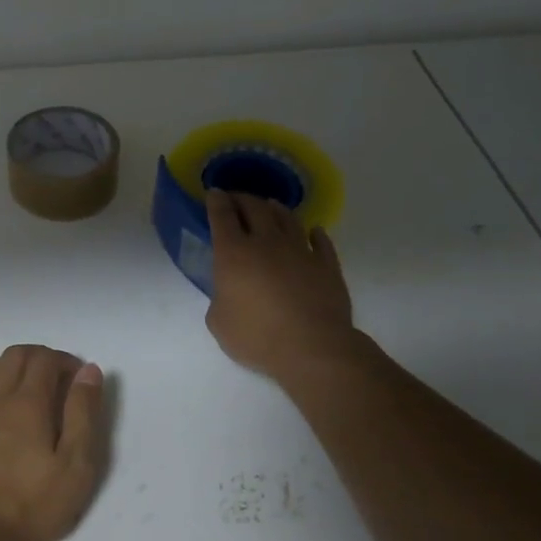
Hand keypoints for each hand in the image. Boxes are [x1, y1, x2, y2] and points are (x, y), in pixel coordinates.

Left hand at [0, 345, 103, 540]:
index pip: (45, 359)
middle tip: (57, 380)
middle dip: (40, 358)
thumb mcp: (76, 464)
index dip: (65, 361)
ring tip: (26, 390)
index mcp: (27, 403)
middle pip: (15, 355)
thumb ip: (83, 412)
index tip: (78, 380)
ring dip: (10, 367)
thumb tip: (88, 371)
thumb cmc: (35, 504)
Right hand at [205, 189, 356, 384]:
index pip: (222, 216)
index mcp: (233, 253)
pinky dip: (314, 233)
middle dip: (242, 198)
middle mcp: (266, 242)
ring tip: (269, 206)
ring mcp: (300, 250)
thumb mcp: (219, 323)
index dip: (216, 201)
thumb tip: (228, 292)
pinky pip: (320, 241)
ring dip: (275, 209)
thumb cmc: (257, 336)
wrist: (313, 347)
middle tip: (236, 199)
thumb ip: (220, 299)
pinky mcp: (327, 264)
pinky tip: (313, 231)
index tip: (214, 193)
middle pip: (254, 208)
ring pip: (287, 218)